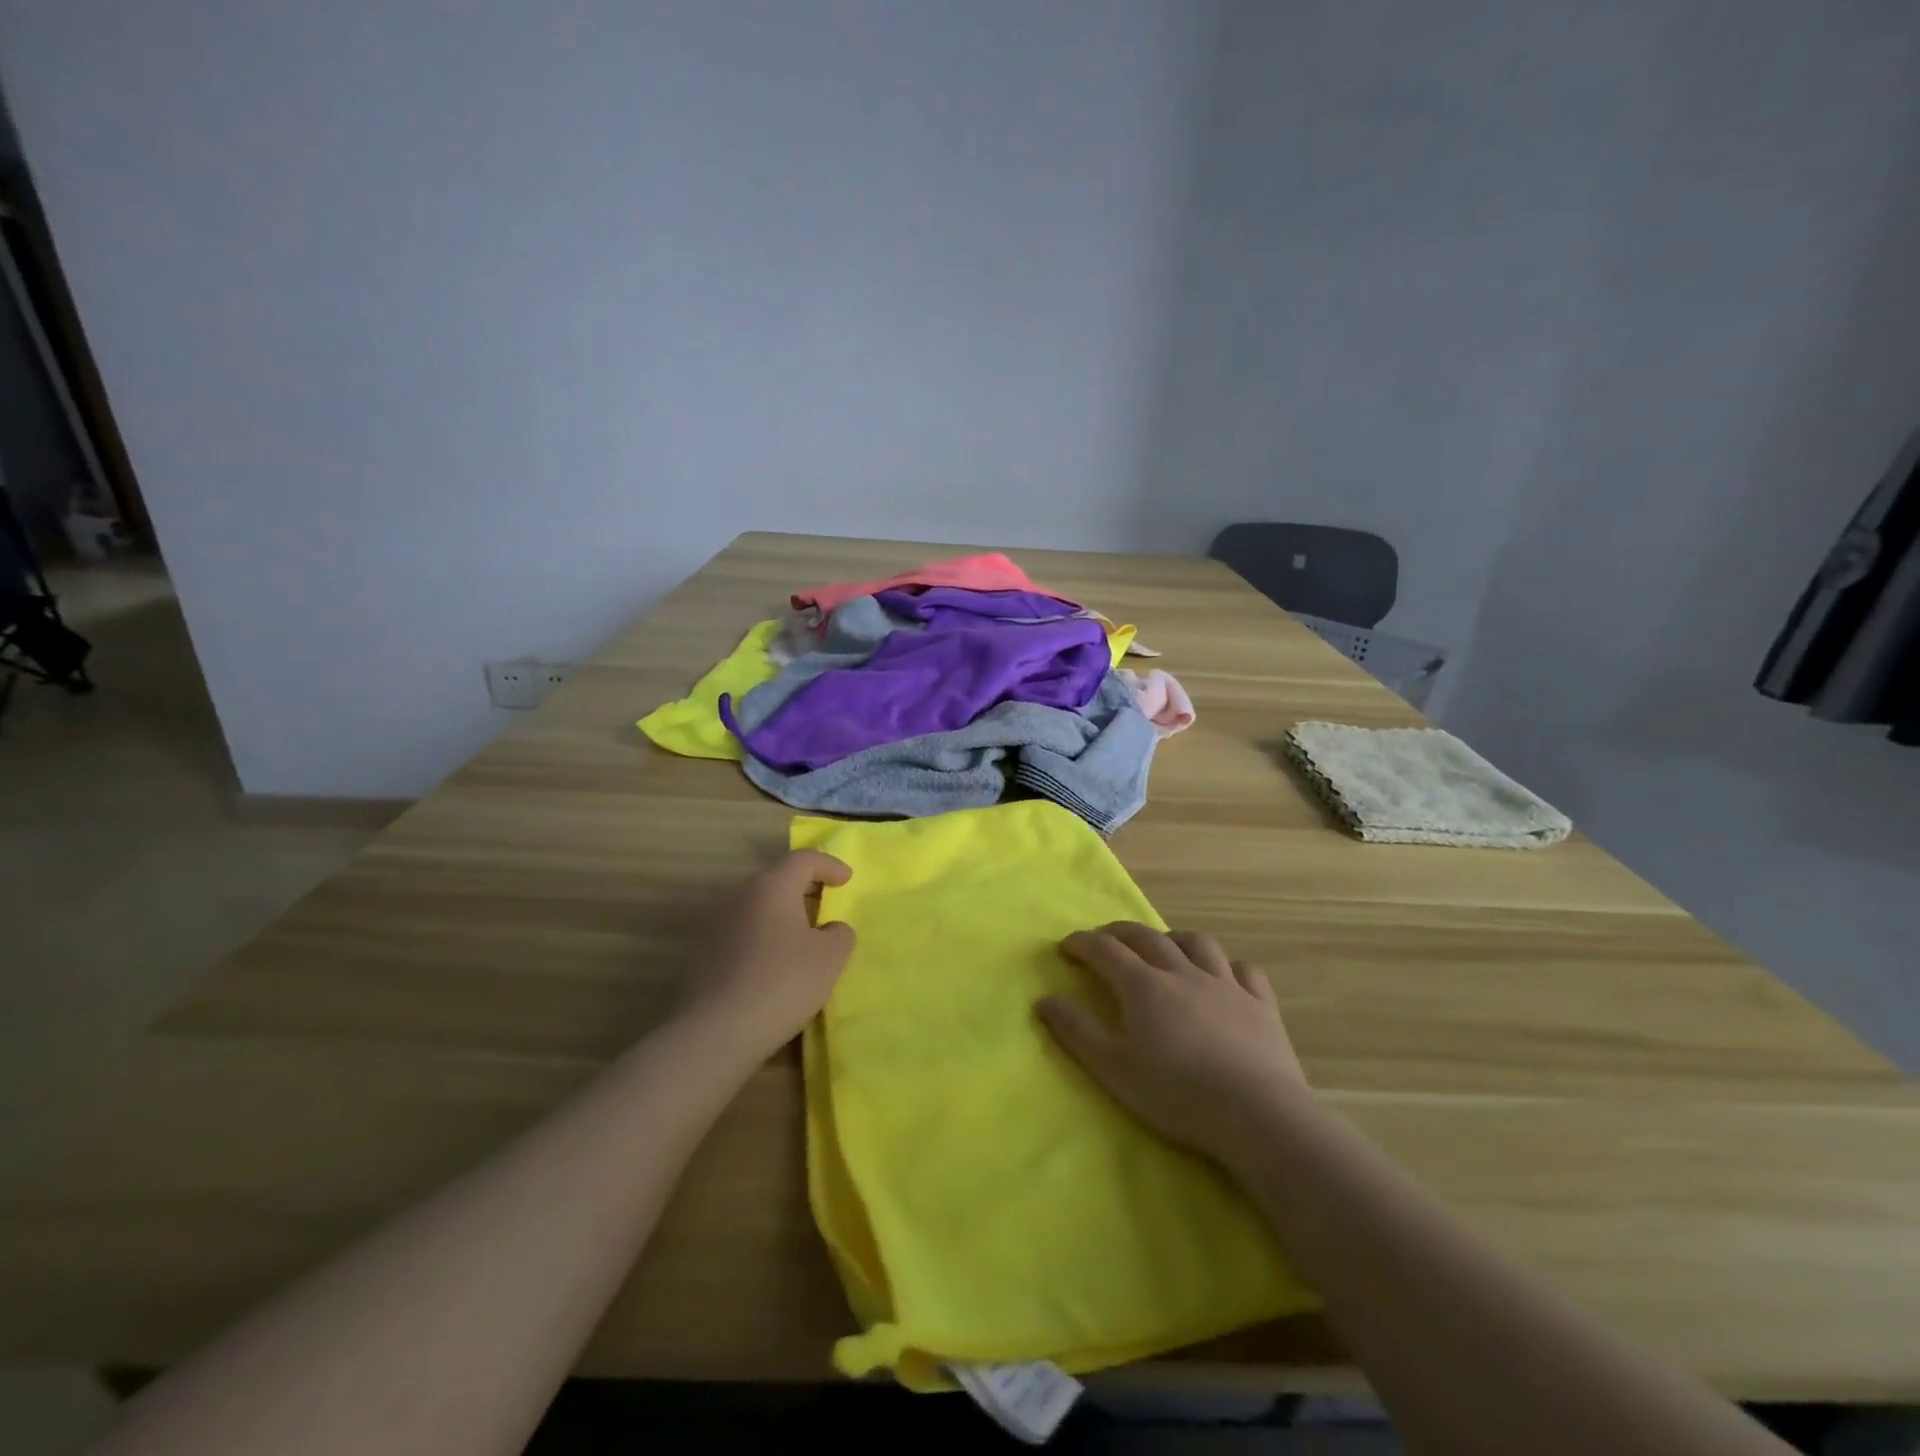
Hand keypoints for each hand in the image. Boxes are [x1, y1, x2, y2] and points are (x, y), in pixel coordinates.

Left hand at [681, 850, 854, 1060]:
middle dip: (805, 887)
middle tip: (826, 903)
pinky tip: (773, 964)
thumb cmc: (782, 983)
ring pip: (757, 906)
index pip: (804, 859)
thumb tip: (830, 928)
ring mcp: (716, 924)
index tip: (847, 880)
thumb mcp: (830, 958)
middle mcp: (740, 896)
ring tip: (802, 937)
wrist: (715, 1032)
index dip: (829, 865)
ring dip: (782, 914)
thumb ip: (839, 934)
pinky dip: (763, 937)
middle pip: (777, 879)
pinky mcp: (703, 954)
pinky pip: (742, 932)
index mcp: (772, 887)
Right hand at [1037, 923, 1307, 1165]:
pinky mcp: (1261, 1005)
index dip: (1083, 944)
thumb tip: (1044, 1000)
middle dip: (1120, 933)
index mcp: (1144, 986)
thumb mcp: (1113, 1068)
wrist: (1257, 1115)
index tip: (1066, 946)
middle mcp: (1183, 973)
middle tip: (1104, 938)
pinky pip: (1244, 971)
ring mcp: (1226, 985)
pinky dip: (1227, 966)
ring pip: (1197, 944)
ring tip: (1164, 947)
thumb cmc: (1177, 1093)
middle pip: (1147, 937)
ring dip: (1173, 938)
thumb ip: (1076, 1031)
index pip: (1106, 951)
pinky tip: (1223, 976)